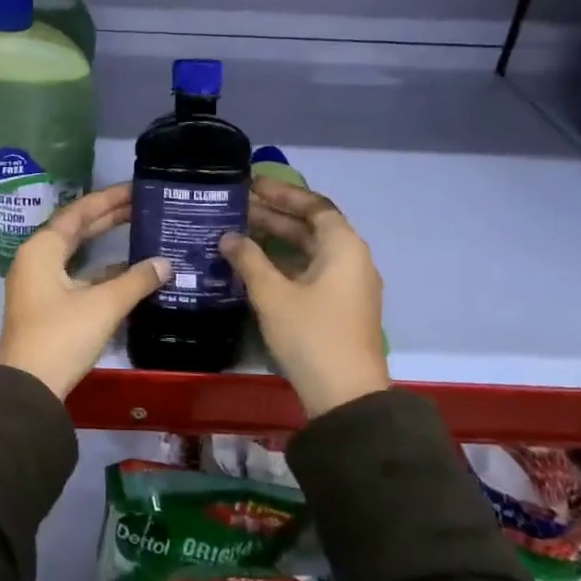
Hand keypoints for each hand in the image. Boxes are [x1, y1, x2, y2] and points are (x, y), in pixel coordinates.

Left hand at [0, 184, 171, 399]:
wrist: (28, 388)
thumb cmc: (62, 336)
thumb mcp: (103, 305)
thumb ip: (136, 280)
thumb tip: (166, 263)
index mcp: (42, 248)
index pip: (78, 212)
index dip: (109, 199)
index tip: (136, 189)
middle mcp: (36, 259)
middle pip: (76, 229)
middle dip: (109, 217)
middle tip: (143, 204)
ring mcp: (39, 284)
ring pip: (77, 254)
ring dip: (106, 244)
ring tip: (141, 230)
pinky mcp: (47, 306)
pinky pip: (77, 275)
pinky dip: (101, 271)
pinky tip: (130, 272)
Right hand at [221, 179, 387, 417]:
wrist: (345, 395)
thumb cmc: (310, 334)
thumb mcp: (272, 294)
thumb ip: (248, 259)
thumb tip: (228, 236)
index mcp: (343, 247)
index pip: (313, 205)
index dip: (282, 193)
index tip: (252, 184)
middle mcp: (352, 259)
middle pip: (312, 226)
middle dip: (275, 215)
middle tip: (237, 206)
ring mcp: (348, 284)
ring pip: (310, 250)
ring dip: (278, 239)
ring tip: (239, 230)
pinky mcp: (340, 306)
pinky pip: (311, 269)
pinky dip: (285, 261)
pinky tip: (255, 264)